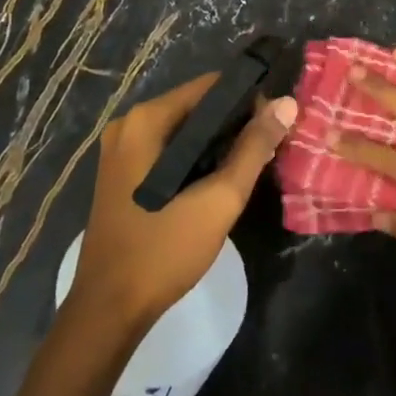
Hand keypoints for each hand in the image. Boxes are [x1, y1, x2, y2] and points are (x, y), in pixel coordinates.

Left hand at [69, 73, 296, 330]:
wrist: (110, 308)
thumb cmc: (164, 249)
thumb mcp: (219, 199)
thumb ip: (253, 149)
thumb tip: (285, 104)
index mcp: (146, 120)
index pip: (209, 87)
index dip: (248, 99)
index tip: (276, 123)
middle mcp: (128, 125)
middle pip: (195, 107)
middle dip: (233, 123)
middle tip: (268, 148)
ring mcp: (120, 150)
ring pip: (182, 131)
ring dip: (216, 143)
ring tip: (250, 164)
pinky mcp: (121, 174)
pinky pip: (167, 150)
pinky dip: (194, 157)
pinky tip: (217, 180)